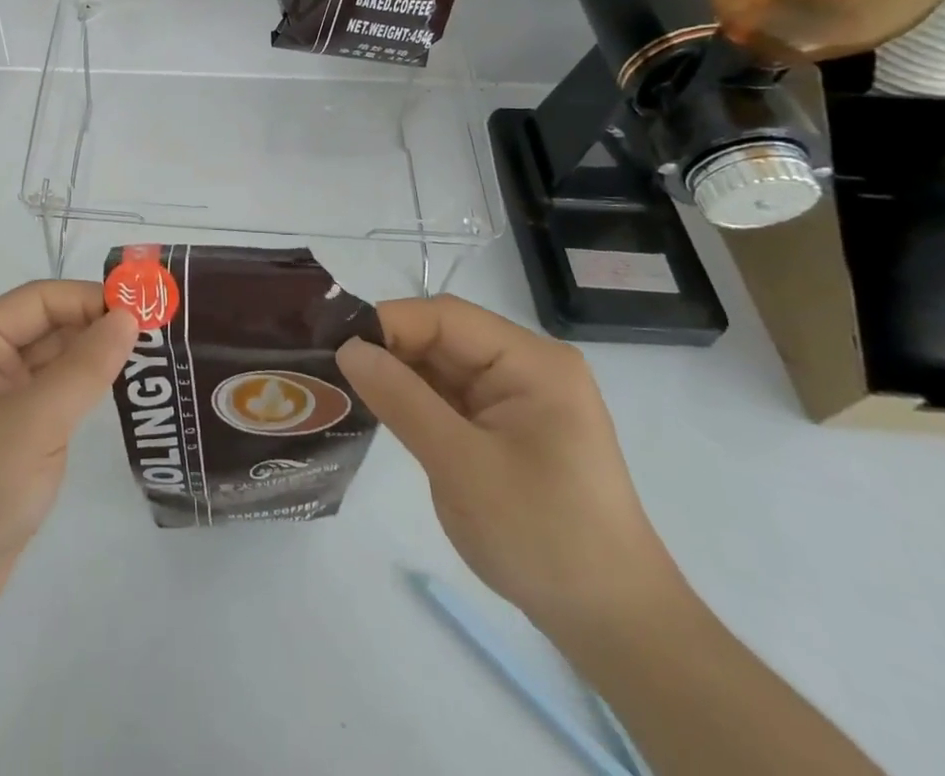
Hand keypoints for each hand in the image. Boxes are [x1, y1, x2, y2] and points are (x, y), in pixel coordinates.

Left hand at [0, 280, 138, 615]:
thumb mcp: (36, 421)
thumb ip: (85, 366)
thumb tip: (130, 316)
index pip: (40, 299)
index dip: (90, 299)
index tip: (144, 311)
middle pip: (47, 325)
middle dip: (97, 326)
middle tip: (157, 334)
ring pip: (53, 359)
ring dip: (94, 357)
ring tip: (149, 357)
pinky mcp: (10, 433)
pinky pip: (53, 394)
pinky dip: (84, 388)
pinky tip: (120, 390)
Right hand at [336, 295, 683, 637]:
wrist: (614, 627)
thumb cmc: (544, 537)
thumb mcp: (462, 466)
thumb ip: (402, 400)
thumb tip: (347, 347)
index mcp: (531, 362)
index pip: (445, 317)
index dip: (388, 325)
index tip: (336, 350)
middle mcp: (526, 367)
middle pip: (442, 337)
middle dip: (389, 351)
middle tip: (330, 370)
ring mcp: (516, 398)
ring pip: (440, 367)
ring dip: (398, 376)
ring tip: (343, 388)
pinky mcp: (505, 427)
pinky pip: (449, 397)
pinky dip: (414, 401)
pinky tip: (381, 411)